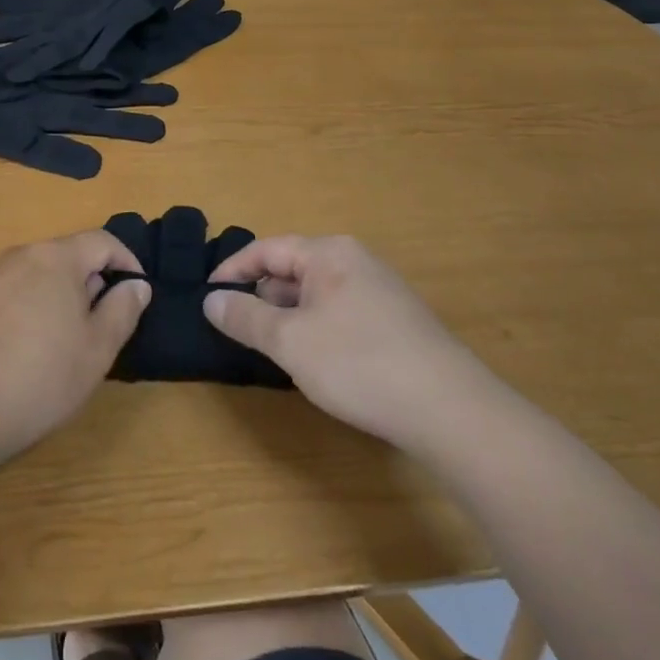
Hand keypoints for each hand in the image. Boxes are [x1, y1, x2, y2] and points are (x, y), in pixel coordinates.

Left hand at [0, 230, 151, 463]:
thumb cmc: (39, 376)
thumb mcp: (96, 350)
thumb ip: (122, 310)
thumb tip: (137, 284)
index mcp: (58, 257)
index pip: (102, 241)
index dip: (126, 261)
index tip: (137, 292)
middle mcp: (23, 255)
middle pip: (68, 256)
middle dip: (91, 282)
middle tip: (102, 326)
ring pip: (39, 276)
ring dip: (60, 298)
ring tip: (66, 343)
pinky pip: (13, 295)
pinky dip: (31, 311)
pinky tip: (27, 353)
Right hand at [205, 234, 485, 448]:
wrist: (451, 409)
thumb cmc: (359, 363)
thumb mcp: (291, 342)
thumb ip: (246, 319)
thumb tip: (211, 301)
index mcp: (328, 253)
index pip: (267, 249)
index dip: (232, 271)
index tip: (208, 297)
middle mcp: (355, 261)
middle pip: (293, 269)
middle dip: (262, 296)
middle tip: (237, 329)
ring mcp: (380, 291)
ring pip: (317, 294)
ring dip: (289, 316)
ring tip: (272, 348)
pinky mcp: (396, 322)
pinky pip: (340, 313)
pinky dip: (316, 329)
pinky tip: (316, 362)